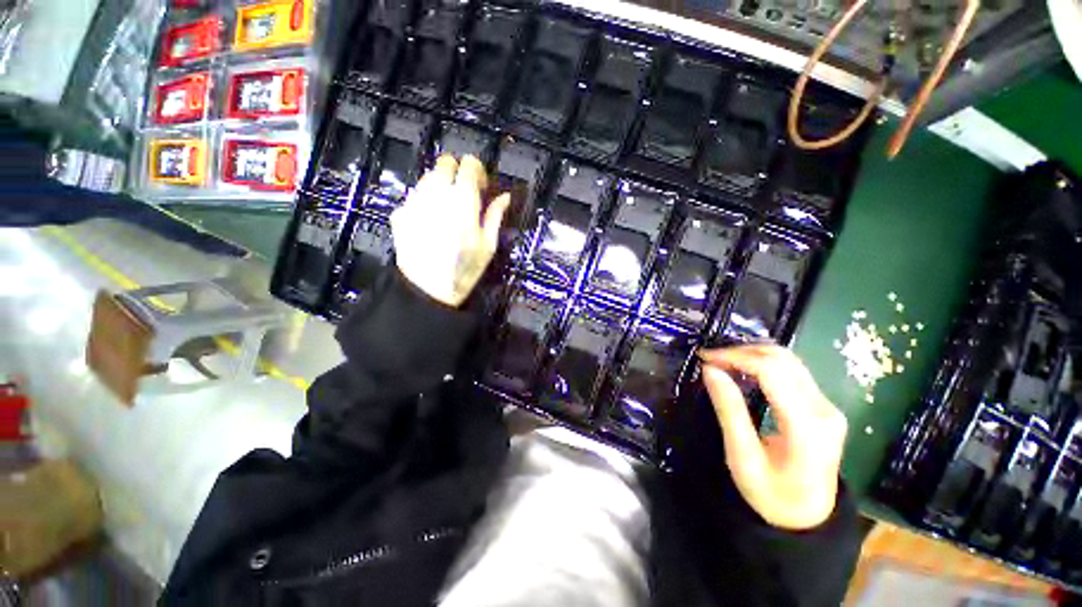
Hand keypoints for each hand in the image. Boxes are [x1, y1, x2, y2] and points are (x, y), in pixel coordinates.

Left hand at [390, 155, 509, 307]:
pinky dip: (424, 201)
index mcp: (463, 199)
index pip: (469, 165)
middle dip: (456, 172)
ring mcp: (415, 201)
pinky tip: (430, 222)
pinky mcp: (400, 212)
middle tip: (463, 194)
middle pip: (445, 163)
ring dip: (440, 185)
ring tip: (447, 209)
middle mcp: (437, 193)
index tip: (481, 187)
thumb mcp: (488, 245)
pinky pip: (414, 195)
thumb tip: (505, 197)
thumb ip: (495, 216)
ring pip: (428, 177)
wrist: (427, 289)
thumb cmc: (464, 269)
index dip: (477, 171)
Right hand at [699, 345, 847, 530]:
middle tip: (710, 359)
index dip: (735, 357)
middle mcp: (824, 410)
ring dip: (752, 354)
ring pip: (789, 361)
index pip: (772, 372)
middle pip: (783, 360)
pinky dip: (762, 364)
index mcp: (807, 427)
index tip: (705, 358)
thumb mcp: (742, 457)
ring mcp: (828, 406)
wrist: (807, 517)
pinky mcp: (823, 406)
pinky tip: (742, 370)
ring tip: (722, 362)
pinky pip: (792, 372)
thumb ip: (729, 410)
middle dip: (742, 352)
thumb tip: (710, 370)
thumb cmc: (770, 494)